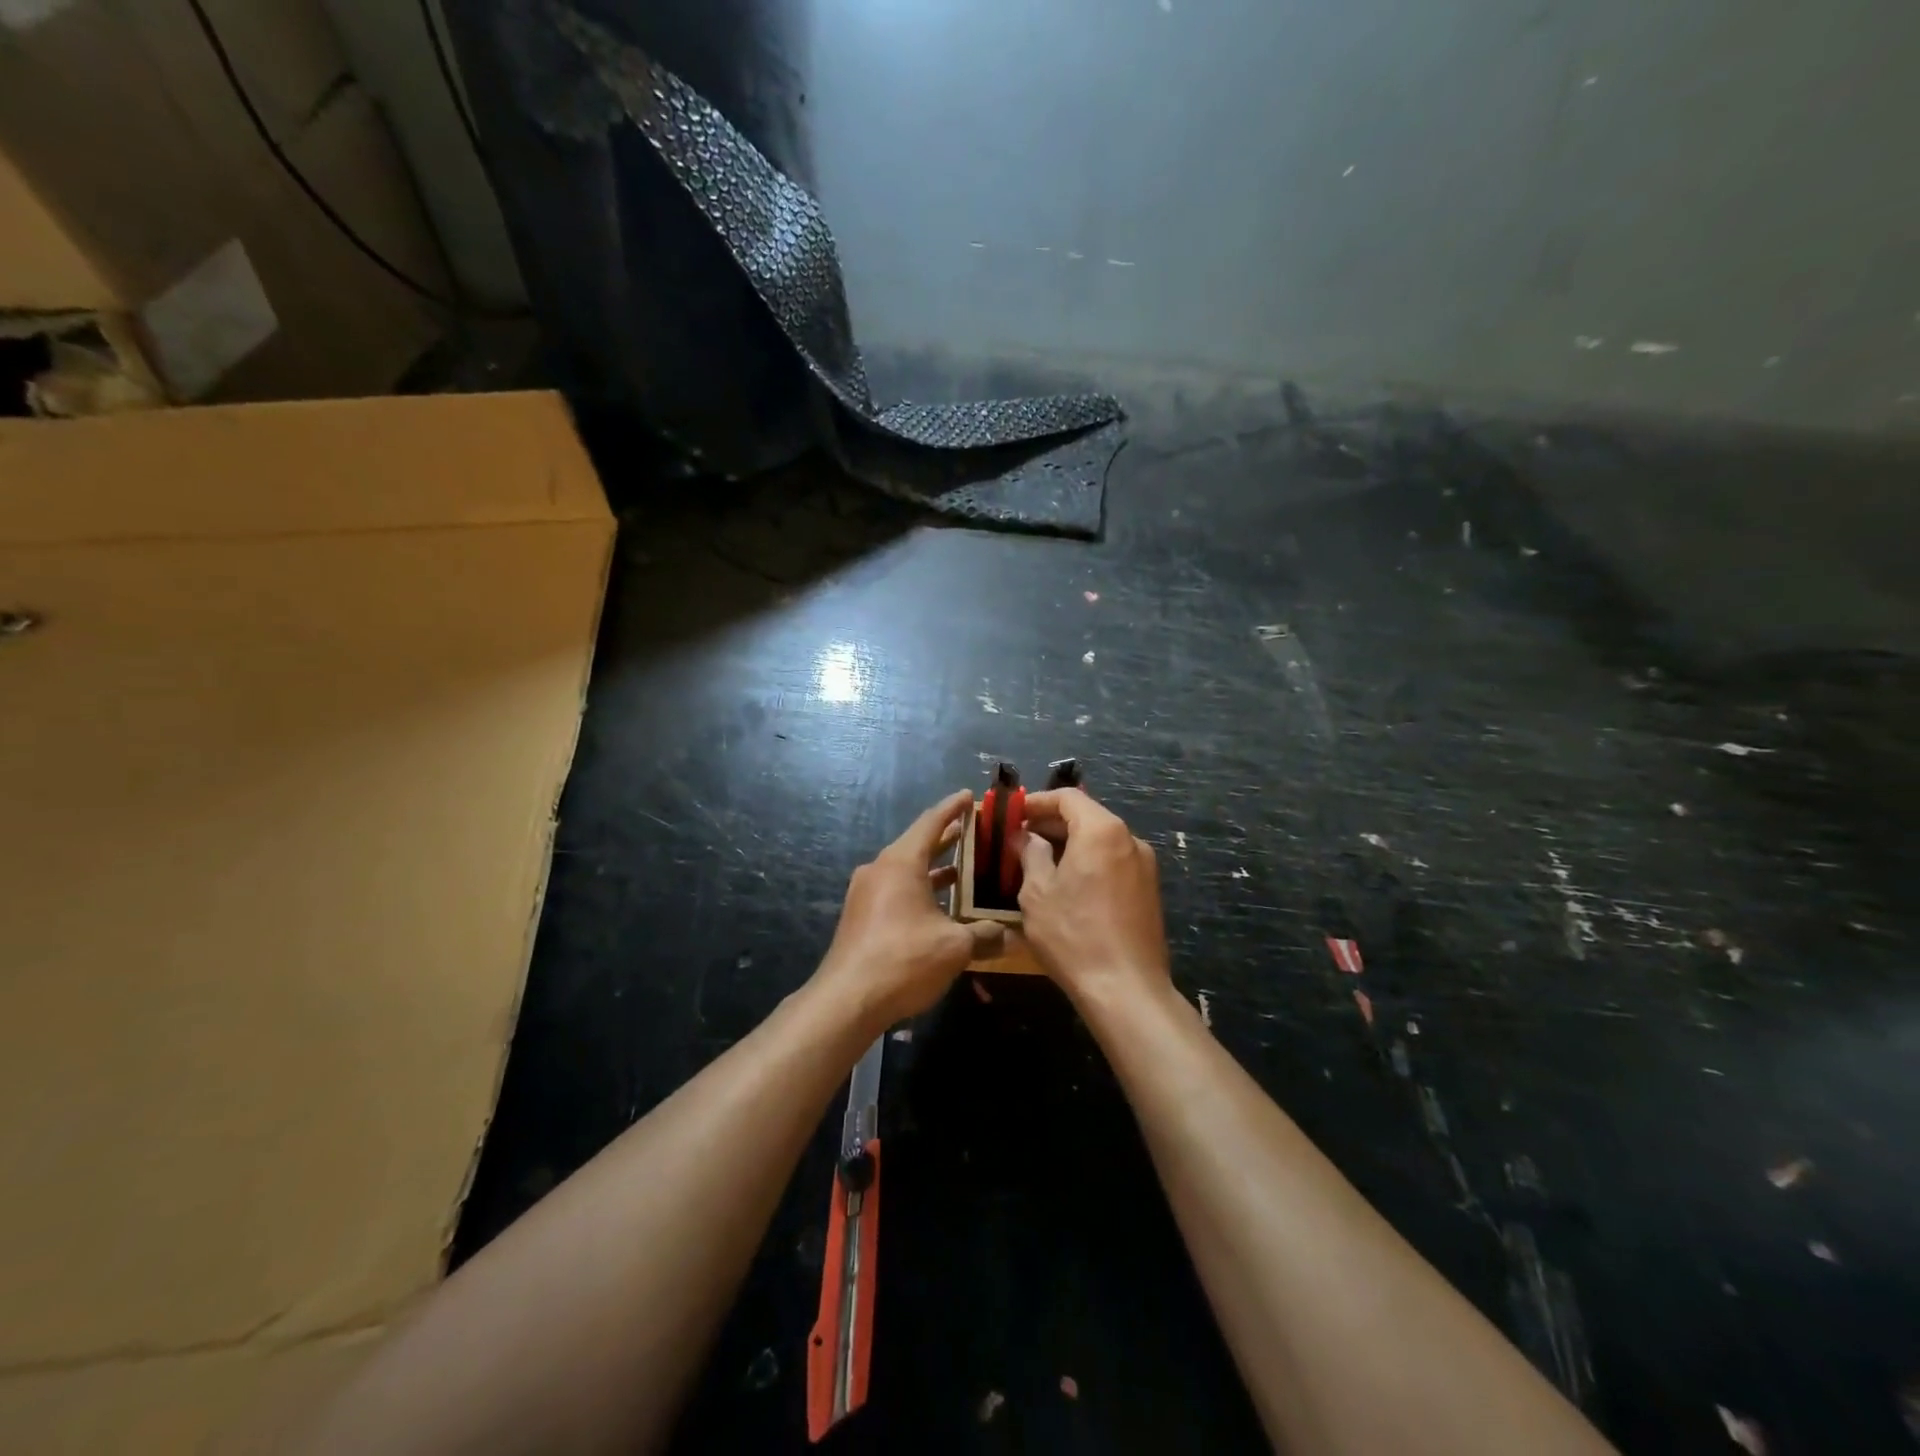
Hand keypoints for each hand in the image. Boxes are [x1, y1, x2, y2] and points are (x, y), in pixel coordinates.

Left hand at [815, 790, 1004, 1030]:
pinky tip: (941, 908)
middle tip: (977, 833)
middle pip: (918, 844)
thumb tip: (1009, 935)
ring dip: (935, 869)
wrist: (847, 1000)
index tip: (970, 796)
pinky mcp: (861, 916)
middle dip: (948, 839)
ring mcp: (866, 893)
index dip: (953, 808)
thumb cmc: (904, 960)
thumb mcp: (954, 947)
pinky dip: (921, 890)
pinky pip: (896, 891)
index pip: (931, 822)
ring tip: (966, 870)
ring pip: (907, 870)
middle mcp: (880, 869)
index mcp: (901, 862)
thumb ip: (984, 935)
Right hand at [1018, 788, 1169, 1000]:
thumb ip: (1030, 854)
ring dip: (1069, 844)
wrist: (1126, 989)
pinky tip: (1066, 885)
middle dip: (1051, 824)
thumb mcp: (1037, 892)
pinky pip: (1112, 862)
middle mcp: (1129, 839)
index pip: (1067, 797)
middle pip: (1086, 816)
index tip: (1012, 814)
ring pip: (1100, 840)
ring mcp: (1144, 865)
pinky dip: (1088, 862)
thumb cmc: (1073, 934)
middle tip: (1019, 840)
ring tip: (1037, 863)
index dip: (1036, 802)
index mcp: (1101, 831)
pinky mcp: (1149, 890)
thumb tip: (1024, 837)